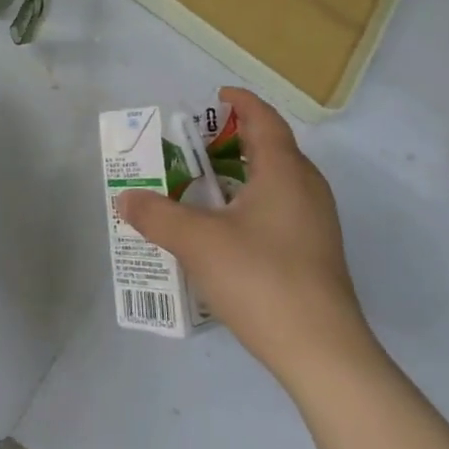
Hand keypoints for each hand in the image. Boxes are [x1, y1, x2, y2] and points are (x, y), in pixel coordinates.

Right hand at [116, 88, 376, 388]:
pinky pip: (281, 209)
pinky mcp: (316, 253)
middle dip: (234, 139)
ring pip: (277, 182)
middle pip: (272, 148)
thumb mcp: (197, 242)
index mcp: (285, 171)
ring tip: (203, 186)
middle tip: (196, 144)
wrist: (322, 352)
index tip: (217, 96)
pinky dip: (252, 203)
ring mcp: (316, 223)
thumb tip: (126, 199)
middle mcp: (307, 188)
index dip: (241, 102)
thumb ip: (157, 215)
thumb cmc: (261, 279)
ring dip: (242, 175)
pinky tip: (226, 231)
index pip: (264, 119)